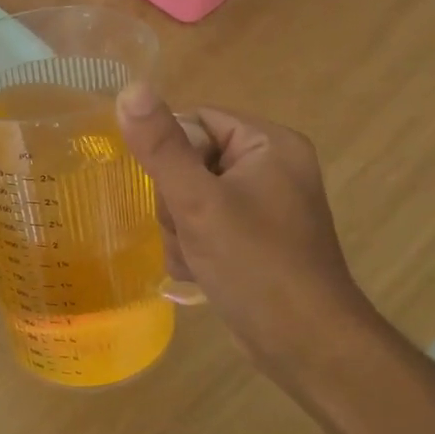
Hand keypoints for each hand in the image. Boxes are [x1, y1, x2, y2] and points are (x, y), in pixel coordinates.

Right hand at [115, 82, 370, 366]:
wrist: (304, 345)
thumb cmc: (255, 264)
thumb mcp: (199, 202)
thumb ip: (162, 147)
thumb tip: (130, 88)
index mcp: (269, 144)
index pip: (196, 121)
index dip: (171, 154)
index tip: (174, 193)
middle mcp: (270, 168)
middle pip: (189, 162)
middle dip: (175, 202)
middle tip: (189, 231)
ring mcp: (263, 206)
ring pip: (190, 198)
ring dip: (180, 230)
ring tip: (197, 257)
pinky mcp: (254, 239)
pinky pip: (205, 225)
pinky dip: (194, 248)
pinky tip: (201, 272)